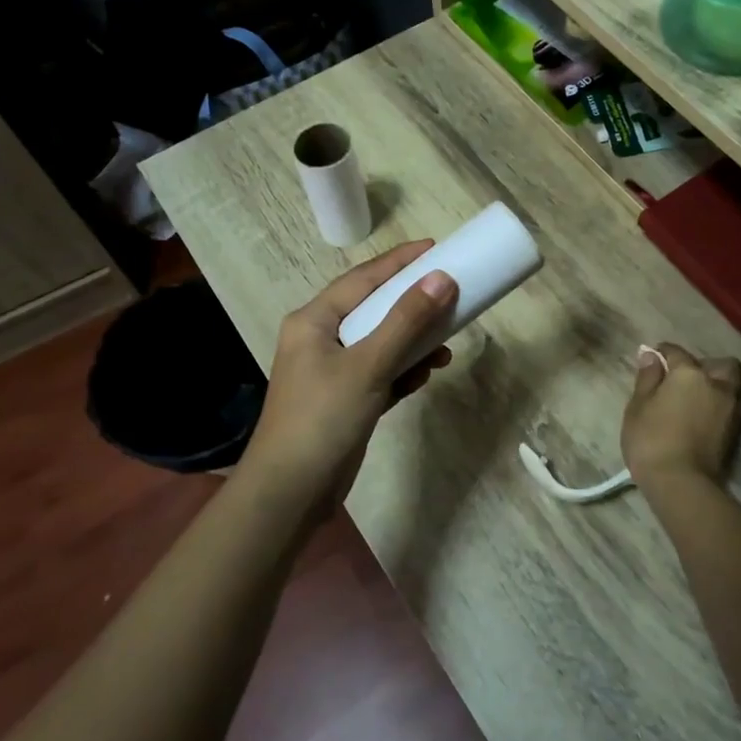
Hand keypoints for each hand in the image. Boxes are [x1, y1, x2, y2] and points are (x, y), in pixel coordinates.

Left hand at [236, 240, 457, 511]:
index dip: (399, 262)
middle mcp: (320, 339)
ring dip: (413, 343)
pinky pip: (380, 372)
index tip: (435, 247)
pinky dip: (403, 371)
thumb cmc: (322, 419)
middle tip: (450, 295)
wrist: (290, 493)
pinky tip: (424, 377)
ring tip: (445, 347)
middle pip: (374, 309)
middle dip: (412, 305)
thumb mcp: (368, 366)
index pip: (362, 279)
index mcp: (314, 321)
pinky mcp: (345, 399)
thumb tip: (442, 278)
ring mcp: (332, 371)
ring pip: (381, 342)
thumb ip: (406, 322)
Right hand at [621, 342, 740, 486]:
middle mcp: (717, 385)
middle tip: (685, 377)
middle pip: (721, 364)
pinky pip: (733, 405)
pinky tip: (705, 414)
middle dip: (706, 365)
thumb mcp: (638, 406)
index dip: (663, 352)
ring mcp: (731, 408)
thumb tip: (651, 355)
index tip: (653, 358)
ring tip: (698, 397)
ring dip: (718, 384)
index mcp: (690, 374)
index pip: (677, 352)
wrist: (681, 483)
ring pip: (732, 384)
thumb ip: (647, 378)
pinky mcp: (737, 431)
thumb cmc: (651, 440)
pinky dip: (722, 404)